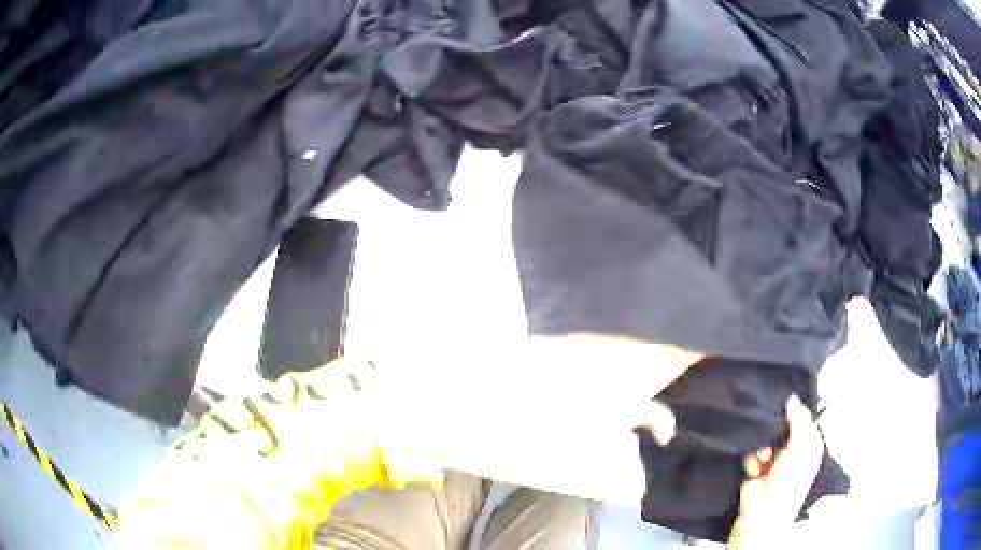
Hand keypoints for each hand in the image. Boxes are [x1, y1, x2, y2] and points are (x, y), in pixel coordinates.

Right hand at [728, 394, 823, 548]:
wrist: (761, 513)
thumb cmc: (789, 483)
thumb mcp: (802, 447)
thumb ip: (799, 420)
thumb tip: (792, 398)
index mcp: (809, 445)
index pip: (803, 419)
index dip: (795, 409)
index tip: (784, 399)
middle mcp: (792, 451)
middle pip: (782, 426)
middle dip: (774, 428)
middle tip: (772, 431)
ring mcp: (772, 460)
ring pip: (764, 437)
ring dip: (762, 446)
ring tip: (762, 457)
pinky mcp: (754, 468)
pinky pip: (750, 451)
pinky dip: (750, 458)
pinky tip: (753, 467)